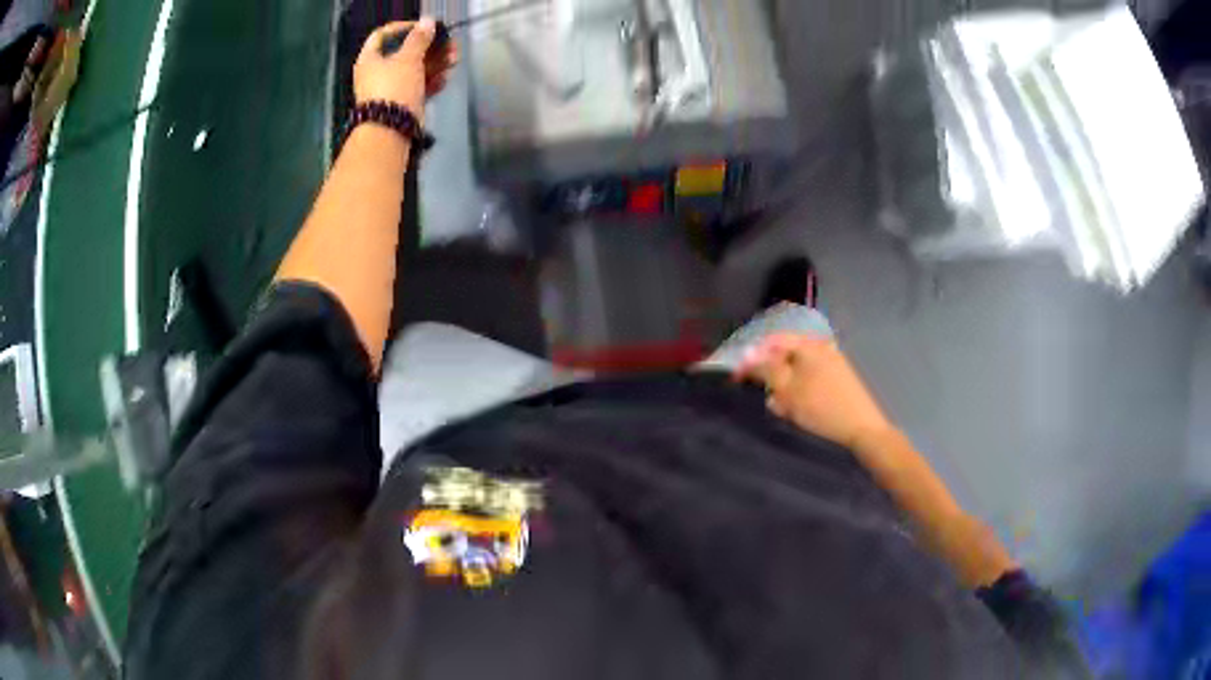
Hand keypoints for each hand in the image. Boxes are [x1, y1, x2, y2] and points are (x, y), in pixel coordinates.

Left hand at [354, 18, 459, 124]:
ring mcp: (390, 89)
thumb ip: (419, 38)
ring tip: (454, 60)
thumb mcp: (408, 58)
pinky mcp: (402, 103)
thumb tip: (428, 21)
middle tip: (449, 44)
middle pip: (404, 51)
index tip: (425, 27)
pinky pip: (418, 86)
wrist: (390, 131)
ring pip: (415, 69)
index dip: (404, 27)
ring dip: (436, 63)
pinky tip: (446, 78)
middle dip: (429, 47)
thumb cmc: (394, 88)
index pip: (383, 34)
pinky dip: (431, 81)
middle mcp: (377, 72)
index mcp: (370, 59)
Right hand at [735, 333, 893, 449]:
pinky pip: (810, 378)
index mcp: (808, 344)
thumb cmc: (821, 407)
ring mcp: (832, 361)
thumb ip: (765, 369)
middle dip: (770, 374)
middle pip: (784, 354)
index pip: (771, 342)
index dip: (752, 358)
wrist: (862, 429)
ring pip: (796, 369)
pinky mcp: (838, 379)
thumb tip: (745, 354)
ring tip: (782, 407)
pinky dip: (799, 391)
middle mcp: (821, 346)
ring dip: (784, 386)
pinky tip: (799, 409)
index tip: (737, 379)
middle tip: (763, 396)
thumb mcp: (787, 389)